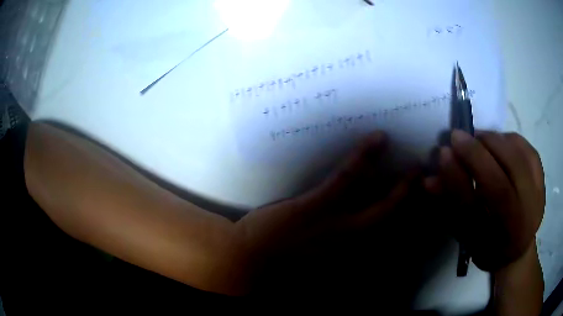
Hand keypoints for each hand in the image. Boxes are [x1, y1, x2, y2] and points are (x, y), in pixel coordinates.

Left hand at [237, 131, 416, 273]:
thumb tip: (350, 238)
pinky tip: (377, 140)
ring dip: (402, 185)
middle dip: (411, 208)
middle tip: (425, 187)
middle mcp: (351, 244)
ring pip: (380, 203)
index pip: (383, 242)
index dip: (402, 227)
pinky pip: (347, 177)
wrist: (245, 260)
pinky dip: (365, 157)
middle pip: (391, 224)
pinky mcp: (318, 204)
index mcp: (347, 257)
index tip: (416, 214)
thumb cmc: (276, 265)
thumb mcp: (312, 265)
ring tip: (416, 166)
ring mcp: (337, 223)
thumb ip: (334, 253)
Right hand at [425, 130, 544, 270]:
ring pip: (518, 163)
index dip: (457, 181)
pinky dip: (511, 140)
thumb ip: (450, 205)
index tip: (442, 153)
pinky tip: (500, 142)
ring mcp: (536, 202)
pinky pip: (529, 151)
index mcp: (495, 246)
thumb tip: (429, 179)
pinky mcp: (543, 182)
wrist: (518, 248)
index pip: (474, 213)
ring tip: (478, 138)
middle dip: (477, 155)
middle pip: (501, 186)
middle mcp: (519, 227)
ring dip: (494, 143)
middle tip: (457, 136)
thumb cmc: (489, 244)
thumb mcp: (466, 235)